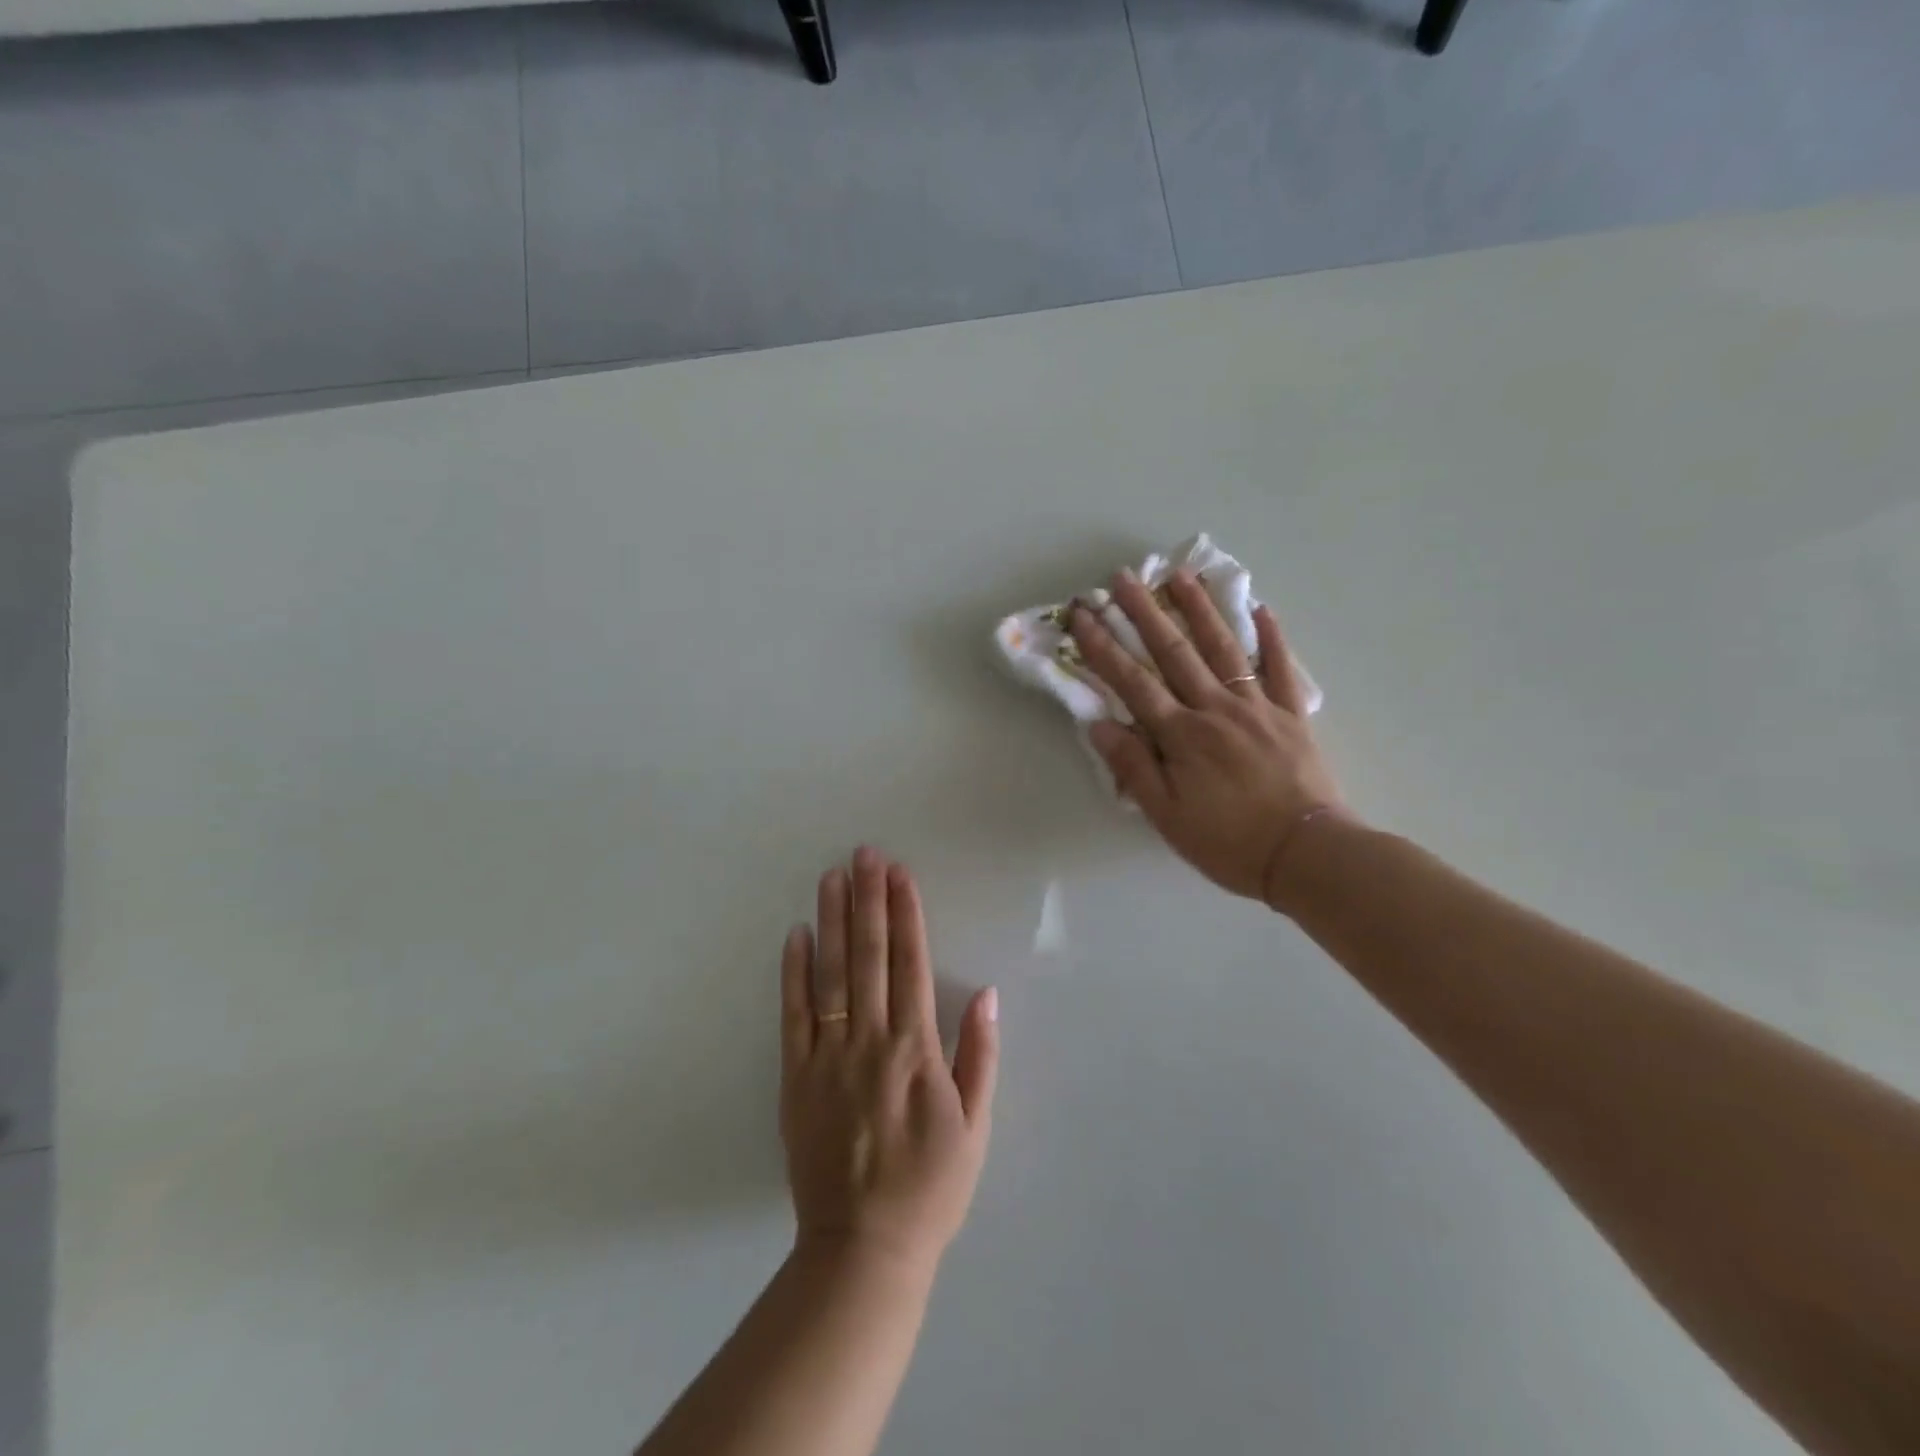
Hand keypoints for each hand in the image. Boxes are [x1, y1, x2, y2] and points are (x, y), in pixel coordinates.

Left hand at [780, 848, 999, 1278]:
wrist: (863, 1247)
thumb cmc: (930, 1186)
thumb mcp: (975, 1127)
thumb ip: (979, 1056)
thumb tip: (985, 993)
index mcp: (916, 1050)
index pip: (910, 964)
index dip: (905, 913)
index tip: (899, 873)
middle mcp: (870, 1041)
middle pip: (869, 957)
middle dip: (868, 900)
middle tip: (863, 854)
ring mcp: (827, 1057)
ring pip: (830, 975)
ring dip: (832, 921)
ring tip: (832, 877)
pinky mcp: (795, 1078)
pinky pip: (793, 1016)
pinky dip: (793, 973)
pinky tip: (796, 935)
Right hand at [1069, 569, 1344, 906]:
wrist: (1307, 855)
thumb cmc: (1228, 842)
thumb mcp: (1167, 815)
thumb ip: (1133, 767)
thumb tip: (1098, 724)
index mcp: (1182, 735)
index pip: (1132, 682)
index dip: (1103, 647)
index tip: (1083, 615)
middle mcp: (1216, 708)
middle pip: (1174, 652)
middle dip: (1144, 613)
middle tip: (1123, 578)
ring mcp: (1257, 706)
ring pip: (1224, 648)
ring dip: (1200, 609)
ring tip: (1181, 575)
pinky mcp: (1292, 714)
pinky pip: (1281, 668)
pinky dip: (1272, 637)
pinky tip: (1261, 608)